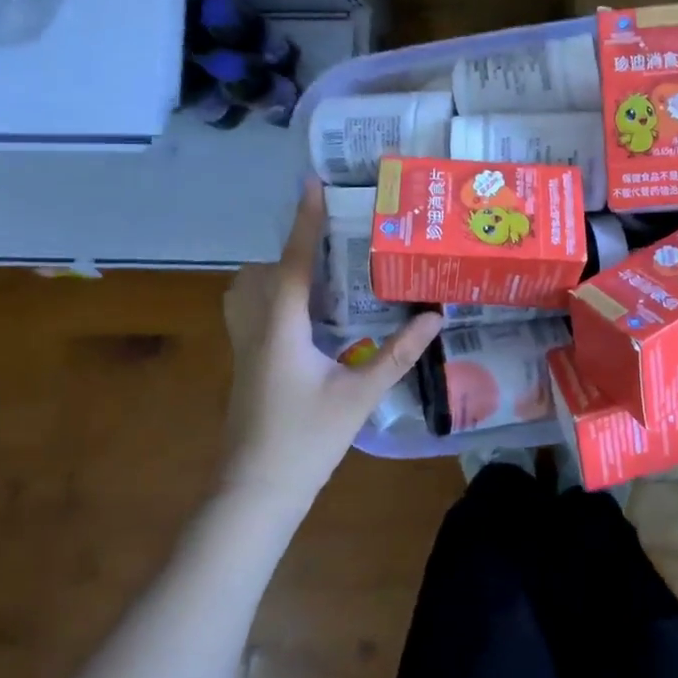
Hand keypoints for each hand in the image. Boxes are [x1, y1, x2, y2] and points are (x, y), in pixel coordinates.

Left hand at [221, 180, 441, 506]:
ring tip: (321, 282)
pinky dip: (271, 298)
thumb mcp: (360, 395)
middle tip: (334, 249)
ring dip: (277, 275)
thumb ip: (398, 354)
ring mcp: (243, 348)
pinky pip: (250, 312)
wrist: (255, 493)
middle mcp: (255, 328)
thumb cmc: (306, 441)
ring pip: (246, 291)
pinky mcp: (243, 365)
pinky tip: (307, 321)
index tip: (311, 184)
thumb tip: (434, 318)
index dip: (304, 220)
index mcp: (281, 327)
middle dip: (293, 251)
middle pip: (263, 271)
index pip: (293, 261)